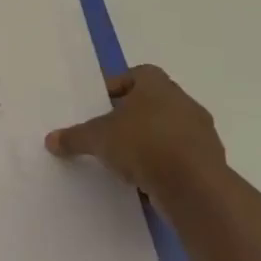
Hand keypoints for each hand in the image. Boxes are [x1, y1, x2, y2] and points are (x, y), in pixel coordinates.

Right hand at [44, 64, 228, 207]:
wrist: (194, 187)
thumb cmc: (142, 144)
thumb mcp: (97, 138)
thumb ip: (74, 137)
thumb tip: (51, 140)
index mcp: (158, 86)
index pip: (138, 74)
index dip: (118, 86)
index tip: (101, 104)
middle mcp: (184, 103)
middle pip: (153, 102)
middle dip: (131, 116)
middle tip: (108, 131)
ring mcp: (202, 133)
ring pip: (169, 129)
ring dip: (149, 140)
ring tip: (124, 159)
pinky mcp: (210, 162)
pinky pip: (180, 155)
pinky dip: (163, 163)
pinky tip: (144, 178)